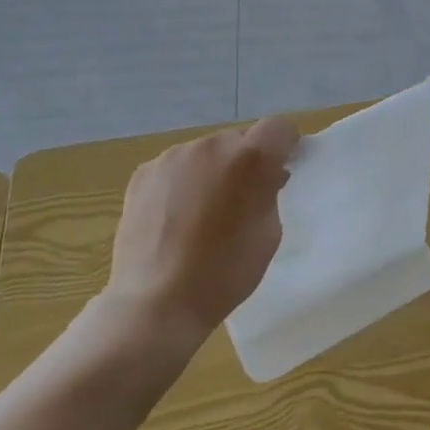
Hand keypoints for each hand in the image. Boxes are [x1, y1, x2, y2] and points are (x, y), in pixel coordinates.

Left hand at [106, 118, 298, 343]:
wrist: (156, 301)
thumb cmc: (224, 272)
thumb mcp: (269, 233)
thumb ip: (270, 193)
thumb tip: (266, 177)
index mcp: (250, 159)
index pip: (279, 128)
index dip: (285, 146)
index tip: (282, 170)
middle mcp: (211, 145)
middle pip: (239, 140)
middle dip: (245, 162)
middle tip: (240, 200)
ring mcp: (173, 156)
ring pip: (205, 153)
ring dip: (212, 171)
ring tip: (202, 213)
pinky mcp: (144, 172)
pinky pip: (176, 168)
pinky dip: (182, 183)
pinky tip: (174, 218)